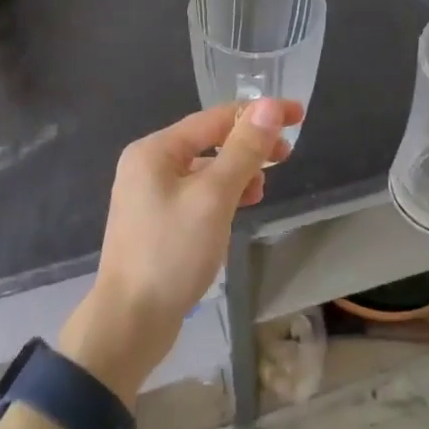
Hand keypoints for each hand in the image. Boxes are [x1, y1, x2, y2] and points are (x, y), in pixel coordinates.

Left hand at [60, 99, 300, 404]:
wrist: (130, 322)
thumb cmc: (172, 253)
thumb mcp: (214, 197)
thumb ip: (244, 150)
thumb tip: (270, 106)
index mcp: (154, 150)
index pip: (214, 118)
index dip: (258, 114)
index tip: (297, 115)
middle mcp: (147, 165)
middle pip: (208, 141)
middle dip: (248, 145)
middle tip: (286, 155)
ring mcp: (149, 196)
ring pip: (204, 170)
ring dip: (237, 172)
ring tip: (262, 189)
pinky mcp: (157, 223)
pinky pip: (197, 195)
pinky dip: (222, 196)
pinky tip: (239, 209)